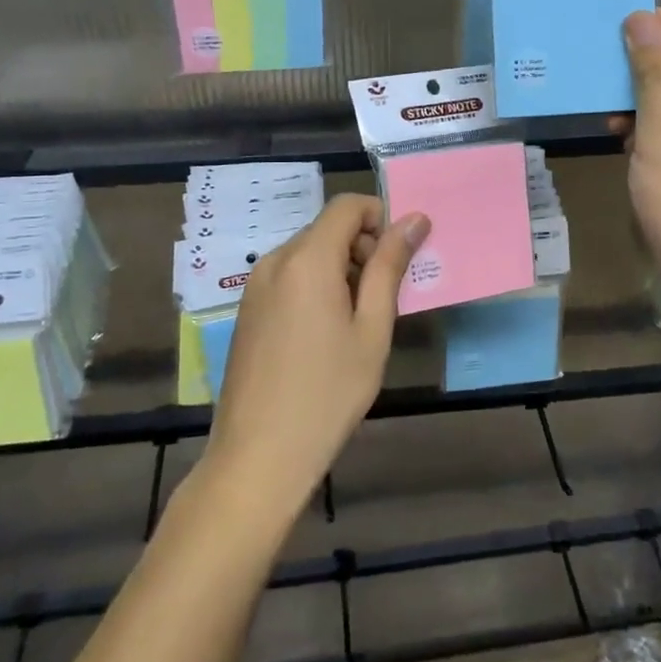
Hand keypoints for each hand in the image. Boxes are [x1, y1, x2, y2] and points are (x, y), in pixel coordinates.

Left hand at [202, 195, 429, 522]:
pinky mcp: (247, 310)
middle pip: (327, 228)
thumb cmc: (328, 392)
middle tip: (386, 296)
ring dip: (341, 268)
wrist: (259, 456)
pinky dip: (316, 285)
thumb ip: (389, 267)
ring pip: (309, 253)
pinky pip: (289, 277)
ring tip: (358, 321)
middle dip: (362, 247)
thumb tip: (413, 219)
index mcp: (307, 259)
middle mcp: (275, 261)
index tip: (400, 256)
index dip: (379, 217)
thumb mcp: (372, 329)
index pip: (347, 206)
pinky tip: (326, 335)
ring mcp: (255, 286)